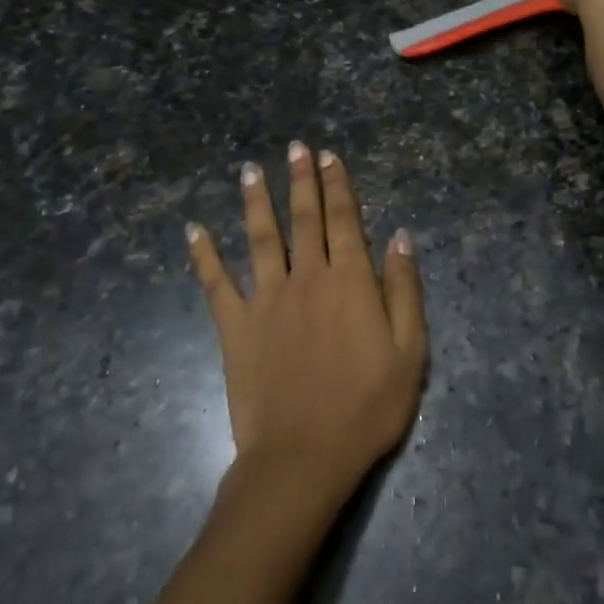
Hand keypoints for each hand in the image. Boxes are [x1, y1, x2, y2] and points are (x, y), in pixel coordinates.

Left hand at [187, 143, 426, 502]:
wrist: (303, 457)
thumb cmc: (366, 407)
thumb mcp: (409, 352)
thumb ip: (404, 290)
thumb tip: (400, 237)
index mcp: (350, 281)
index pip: (345, 220)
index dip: (338, 185)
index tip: (329, 157)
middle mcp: (307, 277)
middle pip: (304, 218)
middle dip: (301, 180)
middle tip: (296, 147)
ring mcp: (266, 299)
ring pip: (261, 237)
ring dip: (256, 200)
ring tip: (250, 169)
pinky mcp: (235, 326)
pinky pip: (215, 283)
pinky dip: (203, 255)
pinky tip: (193, 230)